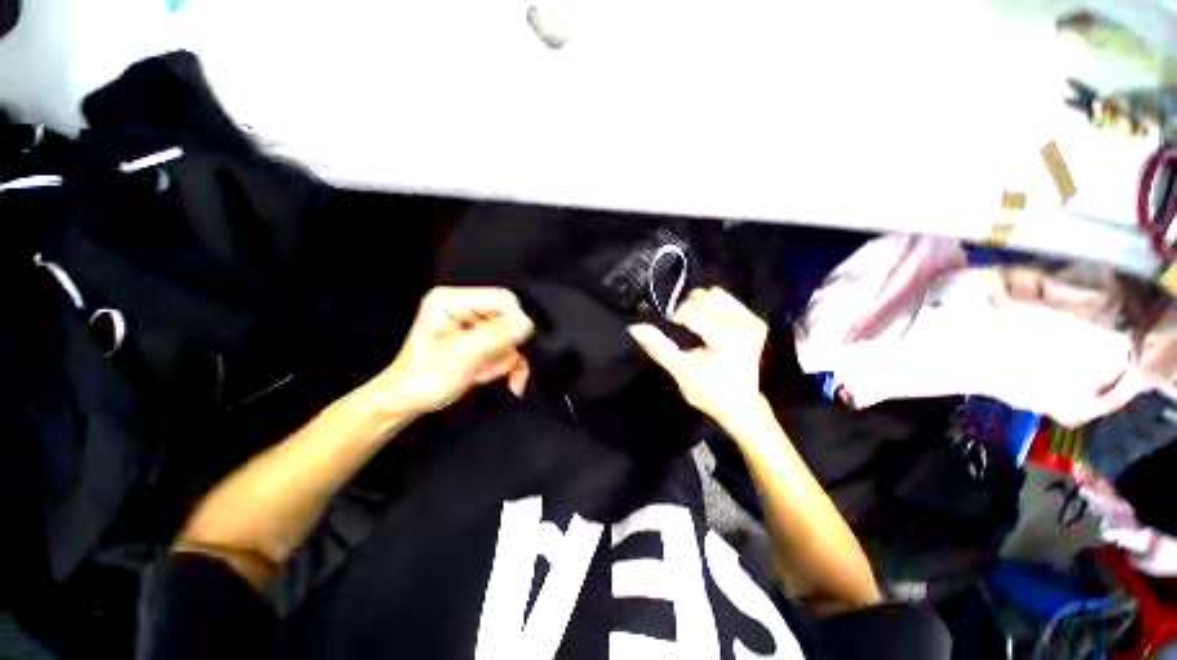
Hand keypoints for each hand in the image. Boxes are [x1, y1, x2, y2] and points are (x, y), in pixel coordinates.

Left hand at [374, 287, 533, 415]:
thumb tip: (526, 324)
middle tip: (487, 367)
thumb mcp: (460, 357)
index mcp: (452, 301)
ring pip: (512, 337)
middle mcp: (464, 307)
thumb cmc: (424, 380)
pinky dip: (508, 366)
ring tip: (480, 374)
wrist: (408, 402)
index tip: (512, 347)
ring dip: (503, 361)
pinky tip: (501, 380)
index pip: (502, 299)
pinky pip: (509, 348)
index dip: (514, 322)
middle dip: (505, 348)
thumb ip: (495, 337)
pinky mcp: (481, 338)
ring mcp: (474, 323)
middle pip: (510, 319)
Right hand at [628, 287, 767, 423]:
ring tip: (697, 326)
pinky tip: (709, 323)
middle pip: (702, 298)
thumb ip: (660, 349)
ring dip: (699, 306)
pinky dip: (711, 306)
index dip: (676, 318)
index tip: (675, 334)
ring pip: (713, 294)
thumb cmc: (709, 392)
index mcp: (728, 340)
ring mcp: (752, 321)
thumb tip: (635, 327)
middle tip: (685, 332)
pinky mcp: (755, 320)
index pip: (692, 310)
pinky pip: (726, 298)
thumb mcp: (682, 374)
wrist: (742, 404)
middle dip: (686, 311)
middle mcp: (744, 325)